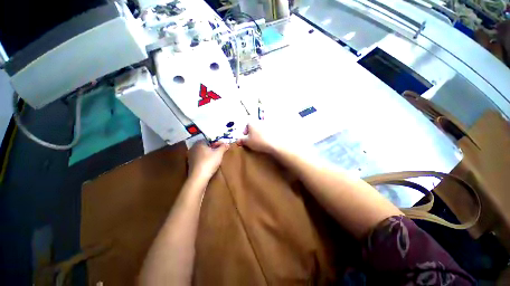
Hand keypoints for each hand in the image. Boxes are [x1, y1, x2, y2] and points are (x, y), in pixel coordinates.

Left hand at [188, 141, 228, 179]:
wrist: (199, 177)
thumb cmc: (209, 162)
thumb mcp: (219, 153)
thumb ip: (223, 147)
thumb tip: (227, 144)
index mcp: (199, 143)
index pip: (210, 140)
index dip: (217, 142)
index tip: (223, 146)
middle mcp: (193, 148)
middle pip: (206, 146)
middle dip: (213, 148)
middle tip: (220, 151)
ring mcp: (191, 156)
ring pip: (202, 152)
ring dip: (209, 153)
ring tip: (216, 157)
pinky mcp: (191, 164)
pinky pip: (200, 158)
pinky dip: (205, 159)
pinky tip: (210, 163)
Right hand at [237, 121, 284, 154]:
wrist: (275, 143)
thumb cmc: (258, 141)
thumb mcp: (247, 142)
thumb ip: (241, 140)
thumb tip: (237, 140)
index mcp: (252, 122)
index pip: (246, 125)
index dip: (245, 132)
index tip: (246, 138)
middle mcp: (259, 121)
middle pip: (254, 126)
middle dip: (252, 132)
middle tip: (252, 140)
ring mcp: (268, 124)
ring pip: (261, 128)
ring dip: (260, 133)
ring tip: (260, 141)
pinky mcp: (275, 128)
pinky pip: (269, 131)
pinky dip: (267, 134)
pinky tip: (267, 140)